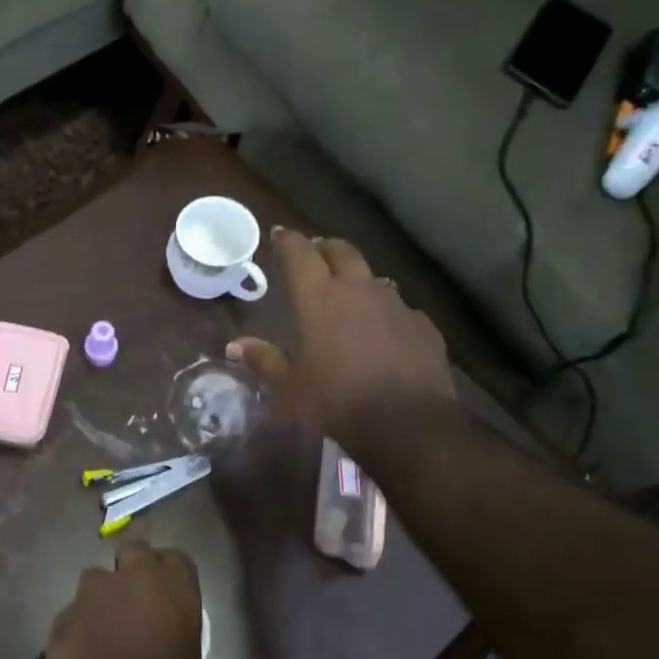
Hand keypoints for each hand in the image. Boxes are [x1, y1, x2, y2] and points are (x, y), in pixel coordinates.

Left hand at [45, 541, 216, 658]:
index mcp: (174, 588)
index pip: (177, 559)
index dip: (173, 576)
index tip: (172, 597)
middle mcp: (131, 577)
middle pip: (134, 551)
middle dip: (135, 568)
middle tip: (139, 600)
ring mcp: (91, 593)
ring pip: (97, 578)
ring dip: (103, 596)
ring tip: (106, 628)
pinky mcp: (62, 615)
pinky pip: (73, 612)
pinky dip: (79, 626)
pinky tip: (83, 654)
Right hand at [228, 228, 458, 450]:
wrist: (407, 424)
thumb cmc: (336, 401)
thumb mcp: (290, 386)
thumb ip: (264, 360)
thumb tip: (235, 345)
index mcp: (319, 299)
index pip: (300, 253)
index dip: (288, 240)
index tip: (279, 234)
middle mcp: (358, 290)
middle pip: (341, 251)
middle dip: (325, 247)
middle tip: (315, 252)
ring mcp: (396, 304)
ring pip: (374, 278)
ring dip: (358, 279)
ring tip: (350, 293)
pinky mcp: (423, 325)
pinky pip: (400, 308)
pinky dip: (386, 312)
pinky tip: (383, 332)